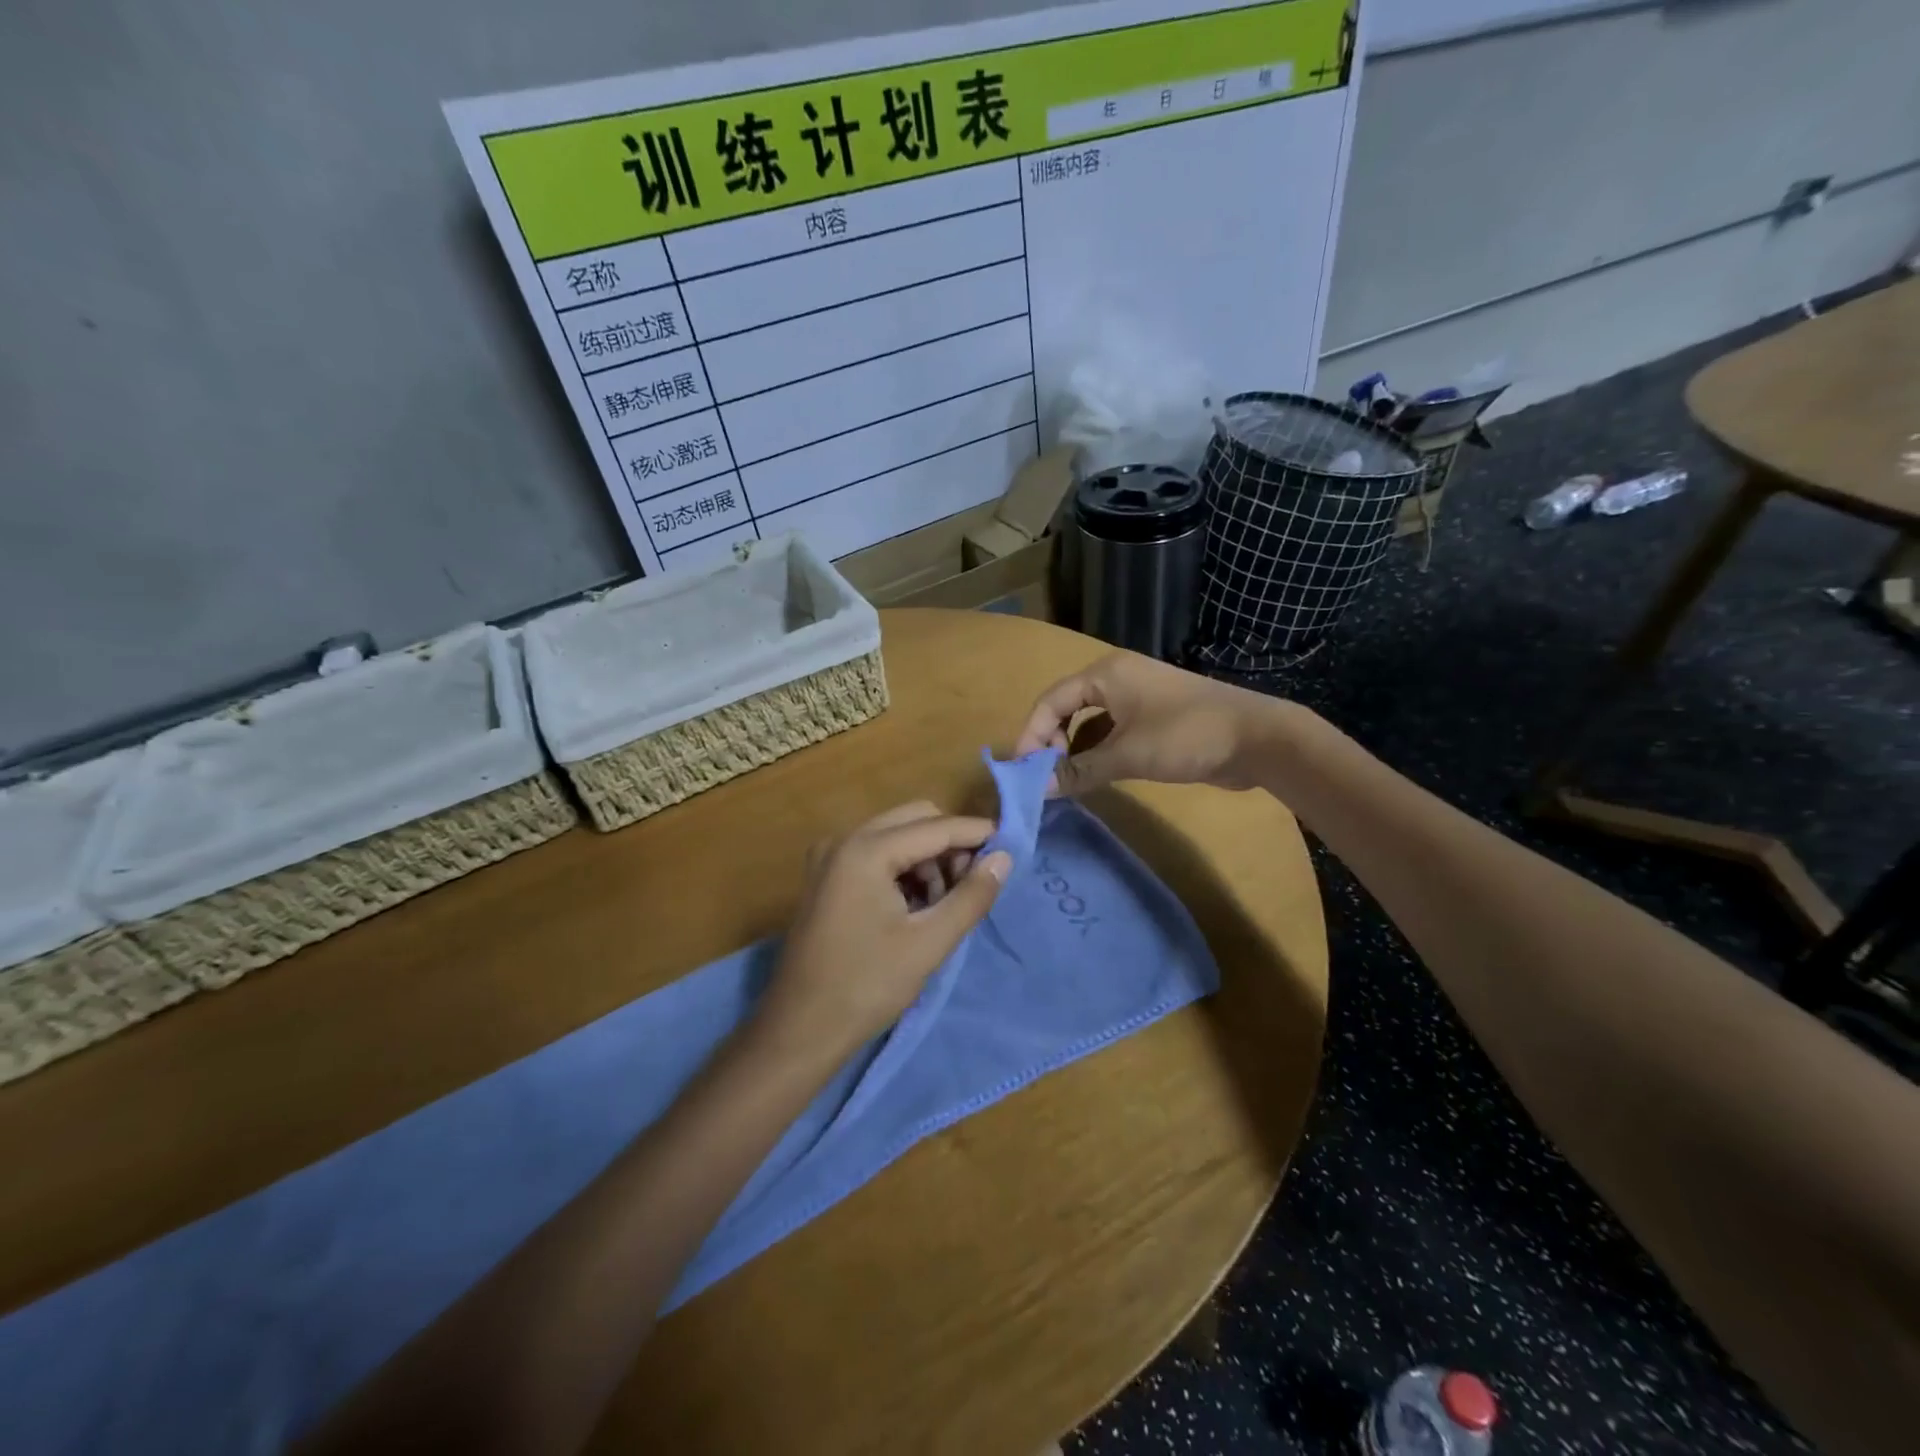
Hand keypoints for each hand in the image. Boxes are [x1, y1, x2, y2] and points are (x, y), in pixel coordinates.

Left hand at [757, 802, 1011, 1060]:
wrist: (799, 1030)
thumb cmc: (866, 986)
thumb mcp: (929, 943)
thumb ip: (971, 896)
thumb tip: (1004, 858)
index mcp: (865, 850)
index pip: (936, 827)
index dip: (977, 834)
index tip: (1012, 847)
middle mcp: (844, 839)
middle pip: (914, 820)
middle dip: (950, 845)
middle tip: (973, 885)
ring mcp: (829, 856)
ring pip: (896, 836)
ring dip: (927, 860)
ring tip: (942, 906)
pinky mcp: (825, 877)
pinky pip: (875, 854)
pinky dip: (903, 870)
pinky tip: (915, 908)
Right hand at [1014, 651, 1281, 796]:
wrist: (1257, 738)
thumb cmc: (1186, 736)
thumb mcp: (1127, 755)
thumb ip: (1079, 770)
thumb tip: (1038, 789)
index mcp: (1106, 674)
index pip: (1050, 700)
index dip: (1031, 734)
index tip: (1023, 769)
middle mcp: (1117, 679)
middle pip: (1066, 708)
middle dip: (1051, 741)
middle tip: (1046, 776)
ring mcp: (1137, 697)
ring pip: (1089, 721)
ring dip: (1074, 749)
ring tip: (1064, 781)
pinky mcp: (1154, 718)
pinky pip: (1111, 731)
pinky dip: (1097, 751)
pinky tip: (1093, 776)